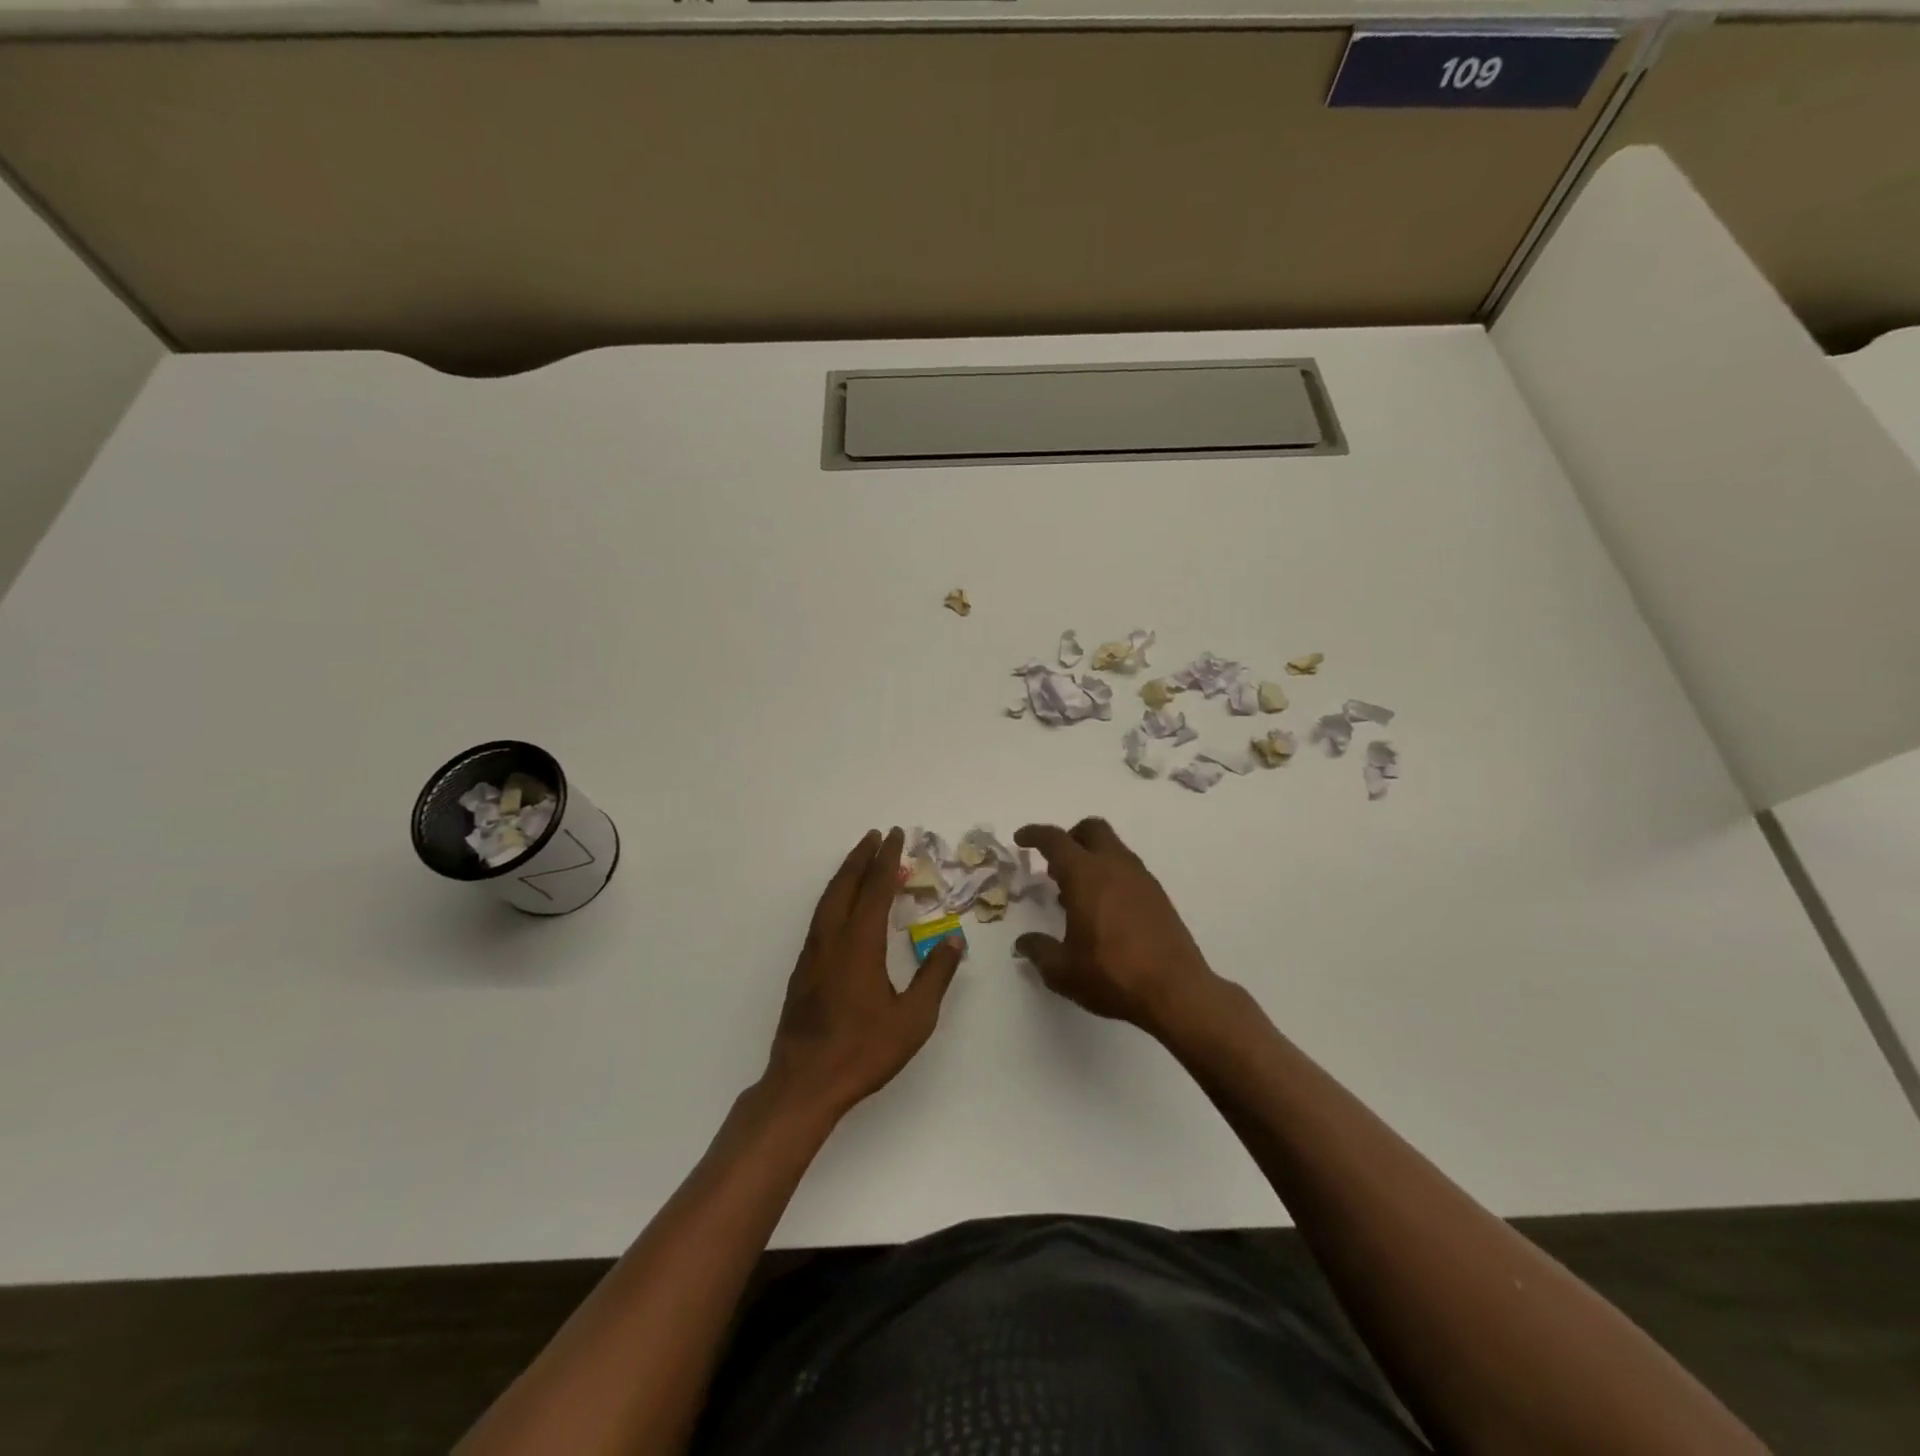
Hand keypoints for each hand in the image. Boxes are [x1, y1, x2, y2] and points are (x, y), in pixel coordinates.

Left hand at [762, 828, 962, 1122]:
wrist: (804, 1082)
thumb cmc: (863, 1050)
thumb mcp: (914, 1018)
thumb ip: (935, 975)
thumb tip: (954, 938)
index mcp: (859, 944)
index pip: (875, 889)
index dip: (887, 860)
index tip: (895, 835)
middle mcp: (832, 939)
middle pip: (845, 885)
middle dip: (862, 857)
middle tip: (877, 836)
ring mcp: (813, 954)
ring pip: (828, 900)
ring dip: (846, 875)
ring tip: (862, 860)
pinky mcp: (803, 969)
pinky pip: (821, 917)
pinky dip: (836, 897)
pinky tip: (844, 906)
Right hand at [1013, 818, 1223, 1036]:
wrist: (1176, 991)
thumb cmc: (1112, 975)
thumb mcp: (1063, 970)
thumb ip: (1039, 951)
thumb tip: (1023, 944)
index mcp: (1086, 875)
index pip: (1055, 839)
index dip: (1034, 834)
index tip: (1021, 839)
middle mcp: (1115, 866)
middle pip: (1091, 829)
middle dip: (1069, 837)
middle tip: (1054, 865)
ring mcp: (1141, 879)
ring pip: (1113, 848)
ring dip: (1091, 858)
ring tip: (1076, 894)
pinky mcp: (1158, 896)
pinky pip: (1128, 870)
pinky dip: (1111, 876)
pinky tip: (1104, 911)